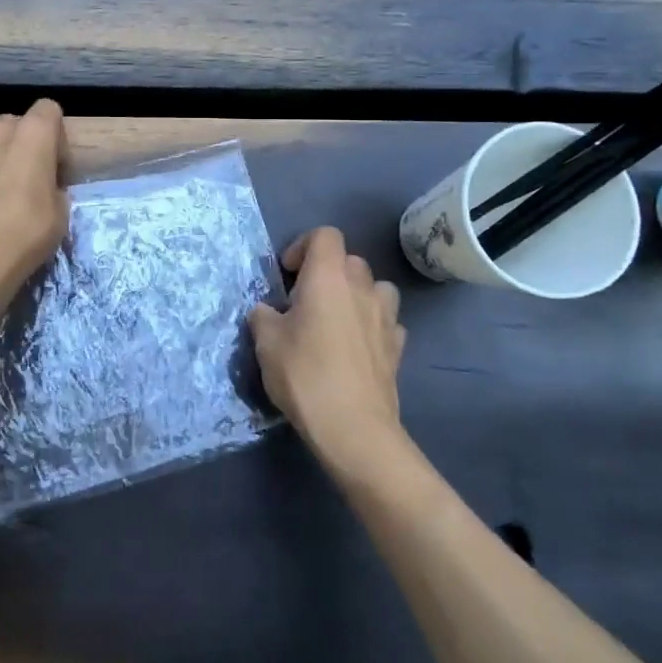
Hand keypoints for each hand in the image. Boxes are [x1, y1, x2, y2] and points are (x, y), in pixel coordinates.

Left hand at [0, 99, 71, 301]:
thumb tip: (44, 187)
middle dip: (23, 145)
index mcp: (31, 133)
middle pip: (14, 124)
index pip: (48, 110)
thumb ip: (53, 186)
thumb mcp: (61, 212)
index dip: (56, 137)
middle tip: (27, 180)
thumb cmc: (26, 232)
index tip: (56, 167)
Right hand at [249, 228, 406, 473]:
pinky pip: (386, 321)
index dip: (304, 246)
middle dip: (328, 272)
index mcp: (328, 277)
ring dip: (356, 295)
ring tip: (337, 319)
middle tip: (305, 301)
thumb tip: (267, 311)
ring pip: (376, 287)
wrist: (353, 428)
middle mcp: (361, 288)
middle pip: (350, 260)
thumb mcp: (266, 343)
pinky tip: (356, 348)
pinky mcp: (398, 347)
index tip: (288, 274)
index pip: (325, 235)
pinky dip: (372, 325)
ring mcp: (385, 317)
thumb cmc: (304, 375)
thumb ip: (263, 317)